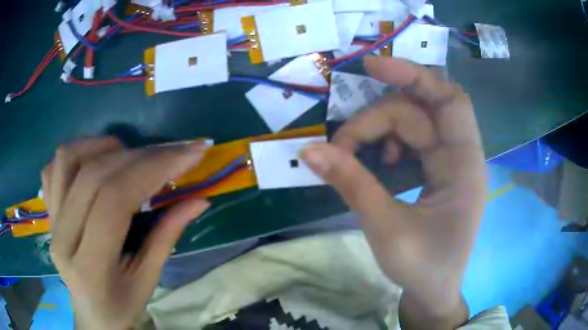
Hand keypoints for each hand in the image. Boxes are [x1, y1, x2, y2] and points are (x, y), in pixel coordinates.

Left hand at [42, 137, 209, 329]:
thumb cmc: (121, 304)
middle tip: (172, 152)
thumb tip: (199, 200)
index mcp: (89, 266)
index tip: (190, 153)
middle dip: (140, 156)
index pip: (115, 199)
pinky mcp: (48, 210)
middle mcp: (62, 236)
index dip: (153, 169)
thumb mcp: (148, 280)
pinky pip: (54, 166)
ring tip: (129, 156)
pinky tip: (95, 159)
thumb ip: (167, 236)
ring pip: (69, 158)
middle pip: (95, 174)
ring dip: (104, 147)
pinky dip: (77, 151)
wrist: (91, 313)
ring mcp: (51, 220)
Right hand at [301, 57, 485, 325]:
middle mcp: (461, 156)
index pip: (449, 101)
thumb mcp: (386, 229)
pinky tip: (378, 164)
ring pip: (412, 123)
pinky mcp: (437, 170)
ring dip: (379, 131)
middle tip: (343, 146)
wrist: (433, 292)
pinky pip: (411, 140)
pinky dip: (388, 144)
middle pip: (419, 111)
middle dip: (377, 119)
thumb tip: (309, 151)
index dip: (413, 75)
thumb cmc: (421, 268)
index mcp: (465, 167)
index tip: (372, 66)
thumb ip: (351, 184)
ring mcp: (449, 162)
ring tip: (358, 158)